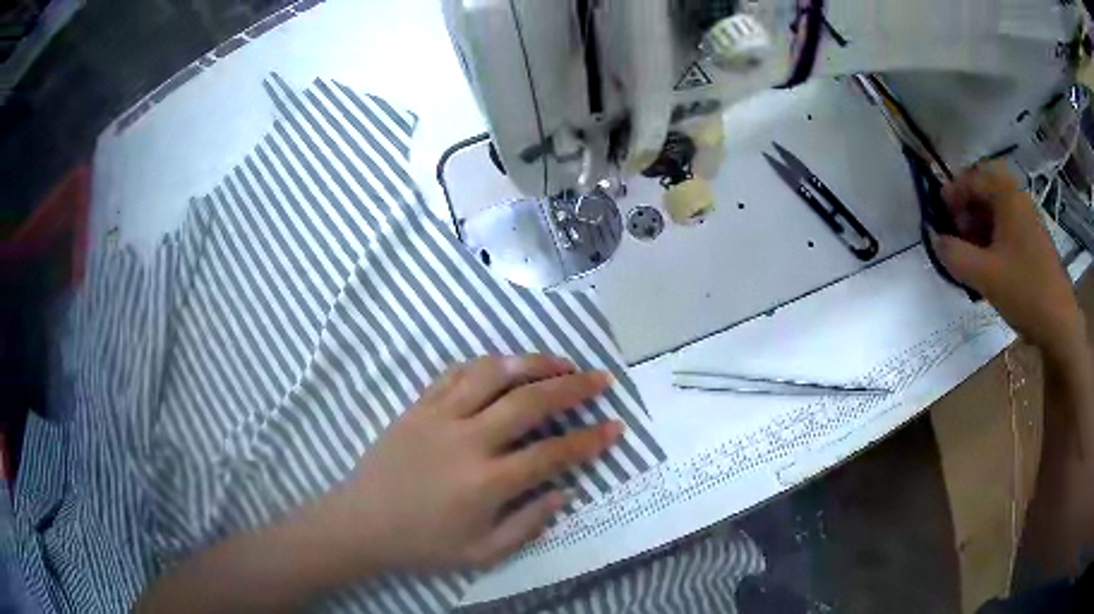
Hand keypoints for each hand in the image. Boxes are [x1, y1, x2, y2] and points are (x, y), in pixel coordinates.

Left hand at [301, 355, 621, 578]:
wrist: (361, 522)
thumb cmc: (422, 544)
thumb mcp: (481, 553)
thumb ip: (527, 525)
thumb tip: (564, 493)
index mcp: (485, 483)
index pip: (551, 454)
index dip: (589, 440)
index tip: (616, 427)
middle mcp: (467, 441)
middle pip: (529, 402)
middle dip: (572, 387)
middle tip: (600, 379)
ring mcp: (439, 417)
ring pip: (493, 374)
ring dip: (532, 363)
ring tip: (560, 362)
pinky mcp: (418, 406)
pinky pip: (456, 372)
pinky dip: (487, 364)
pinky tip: (505, 366)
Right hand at [935, 164, 1085, 362]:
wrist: (1059, 322)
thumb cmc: (1024, 290)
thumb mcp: (984, 275)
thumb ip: (954, 255)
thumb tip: (935, 240)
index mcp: (1007, 194)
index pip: (972, 178)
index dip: (952, 193)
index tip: (940, 215)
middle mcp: (1018, 198)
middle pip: (986, 188)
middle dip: (967, 206)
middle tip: (956, 231)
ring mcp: (1029, 219)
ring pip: (997, 209)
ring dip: (979, 223)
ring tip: (970, 251)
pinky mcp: (1034, 241)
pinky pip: (1008, 226)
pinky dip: (994, 236)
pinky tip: (989, 262)